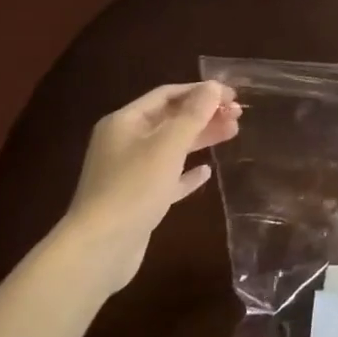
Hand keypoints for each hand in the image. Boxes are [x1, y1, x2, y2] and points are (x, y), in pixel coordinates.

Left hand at [58, 80, 241, 293]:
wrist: (98, 250)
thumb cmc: (133, 188)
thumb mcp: (168, 146)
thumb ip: (193, 114)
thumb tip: (214, 86)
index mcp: (125, 122)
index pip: (167, 95)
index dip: (201, 91)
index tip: (232, 96)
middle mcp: (124, 143)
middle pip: (170, 120)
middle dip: (204, 114)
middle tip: (238, 115)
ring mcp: (129, 173)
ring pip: (171, 147)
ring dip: (201, 138)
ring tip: (232, 134)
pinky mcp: (137, 200)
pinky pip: (167, 178)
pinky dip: (186, 173)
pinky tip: (206, 172)